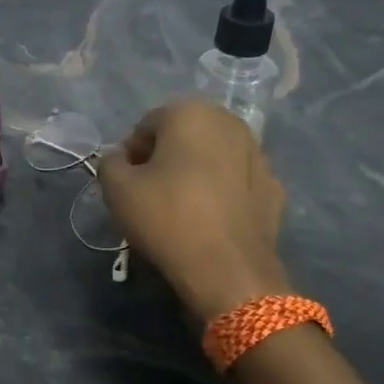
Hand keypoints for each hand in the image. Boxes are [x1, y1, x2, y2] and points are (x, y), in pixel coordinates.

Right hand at [96, 99, 292, 318]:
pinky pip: (236, 181)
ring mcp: (258, 154)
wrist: (227, 270)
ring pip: (213, 156)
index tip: (126, 183)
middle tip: (150, 193)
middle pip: (183, 135)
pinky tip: (210, 219)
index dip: (131, 154)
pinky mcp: (274, 187)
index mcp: (191, 114)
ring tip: (181, 207)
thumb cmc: (167, 218)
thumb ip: (110, 163)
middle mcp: (230, 123)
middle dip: (165, 157)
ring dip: (195, 171)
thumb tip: (121, 160)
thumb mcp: (116, 189)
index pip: (147, 126)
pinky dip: (221, 191)